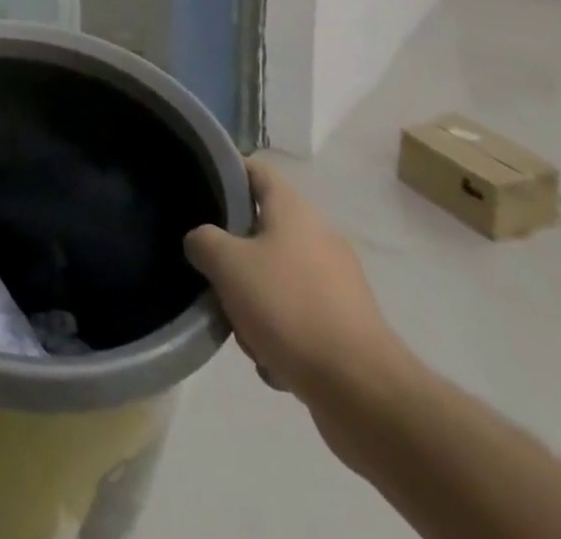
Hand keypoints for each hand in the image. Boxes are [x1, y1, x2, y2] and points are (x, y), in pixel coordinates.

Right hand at [184, 156, 411, 408]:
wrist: (363, 392)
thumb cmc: (289, 308)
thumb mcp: (226, 264)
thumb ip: (202, 241)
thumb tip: (201, 243)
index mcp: (293, 210)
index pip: (253, 169)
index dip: (224, 173)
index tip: (197, 189)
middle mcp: (318, 237)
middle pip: (259, 231)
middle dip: (232, 259)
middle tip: (215, 279)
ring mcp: (336, 283)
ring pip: (275, 279)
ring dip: (253, 304)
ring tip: (246, 334)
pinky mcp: (346, 326)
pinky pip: (297, 317)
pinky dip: (280, 336)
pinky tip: (273, 362)